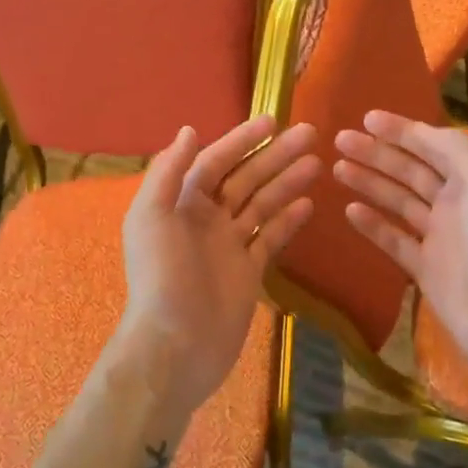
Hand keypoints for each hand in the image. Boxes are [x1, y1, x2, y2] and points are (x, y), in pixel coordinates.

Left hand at [116, 117, 319, 424]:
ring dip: (287, 181)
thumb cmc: (161, 277)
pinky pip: (271, 238)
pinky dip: (288, 220)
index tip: (273, 120)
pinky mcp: (248, 272)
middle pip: (245, 177)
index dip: (243, 139)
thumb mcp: (151, 217)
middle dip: (275, 155)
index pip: (216, 160)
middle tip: (311, 133)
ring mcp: (229, 245)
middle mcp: (206, 218)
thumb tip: (189, 130)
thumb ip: (168, 172)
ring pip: (262, 204)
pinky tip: (309, 203)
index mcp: (181, 202)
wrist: (174, 348)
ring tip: (317, 163)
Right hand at [334, 111, 467, 378]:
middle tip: (340, 140)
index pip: (430, 145)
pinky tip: (349, 210)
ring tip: (337, 168)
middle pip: (409, 170)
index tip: (367, 118)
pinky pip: (394, 239)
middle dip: (376, 153)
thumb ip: (455, 150)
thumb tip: (420, 131)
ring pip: (397, 200)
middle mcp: (454, 203)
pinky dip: (372, 224)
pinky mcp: (425, 269)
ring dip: (369, 182)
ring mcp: (438, 237)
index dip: (400, 130)